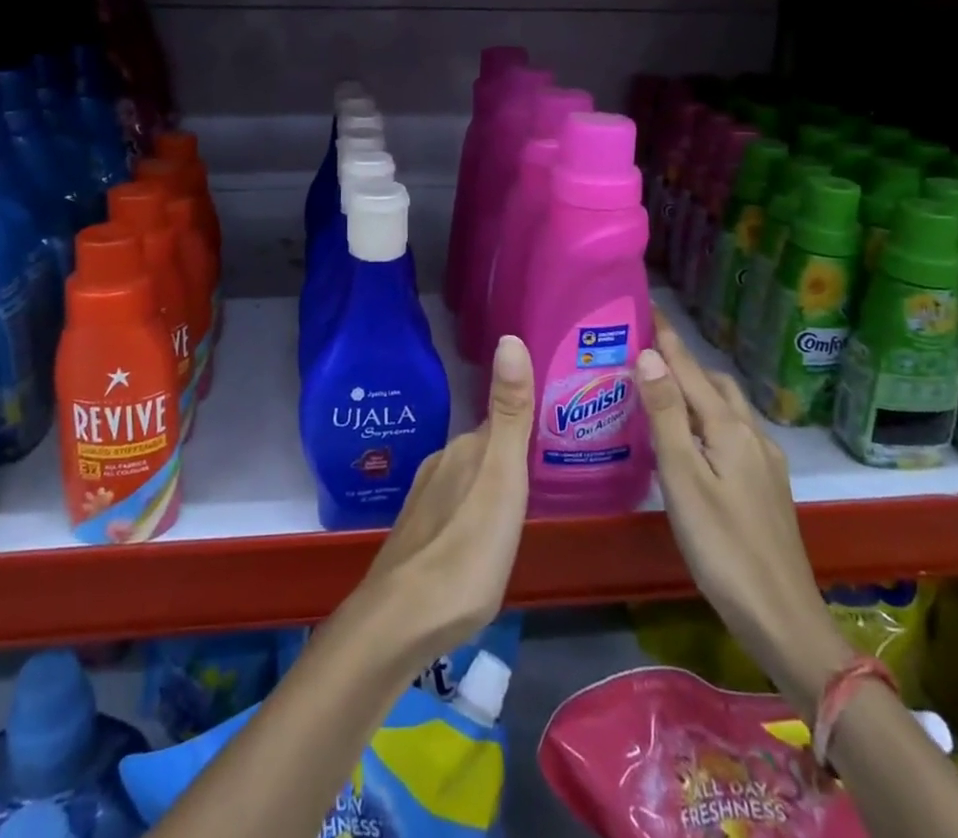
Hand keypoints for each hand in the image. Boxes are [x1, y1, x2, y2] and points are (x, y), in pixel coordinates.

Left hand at [359, 334, 534, 666]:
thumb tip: (510, 337)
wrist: (403, 620)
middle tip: (548, 464)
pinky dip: (475, 510)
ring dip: (491, 482)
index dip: (524, 421)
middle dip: (510, 452)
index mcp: (464, 450)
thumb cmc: (466, 549)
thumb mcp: (501, 479)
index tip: (554, 422)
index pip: (499, 423)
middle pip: (483, 449)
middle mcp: (441, 466)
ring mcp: (425, 502)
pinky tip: (485, 534)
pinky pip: (456, 507)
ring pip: (467, 478)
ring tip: (523, 499)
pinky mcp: (419, 537)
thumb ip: (508, 415)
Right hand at [638, 310, 849, 711]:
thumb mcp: (683, 480)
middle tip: (645, 352)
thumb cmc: (723, 548)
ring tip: (663, 389)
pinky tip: (695, 438)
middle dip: (683, 361)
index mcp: (729, 429)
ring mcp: (765, 461)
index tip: (646, 306)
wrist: (784, 620)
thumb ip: (666, 416)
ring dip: (698, 389)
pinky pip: (734, 431)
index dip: (667, 338)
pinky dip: (709, 417)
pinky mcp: (767, 485)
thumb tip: (648, 355)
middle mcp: (752, 435)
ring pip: (728, 408)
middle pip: (714, 384)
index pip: (691, 369)